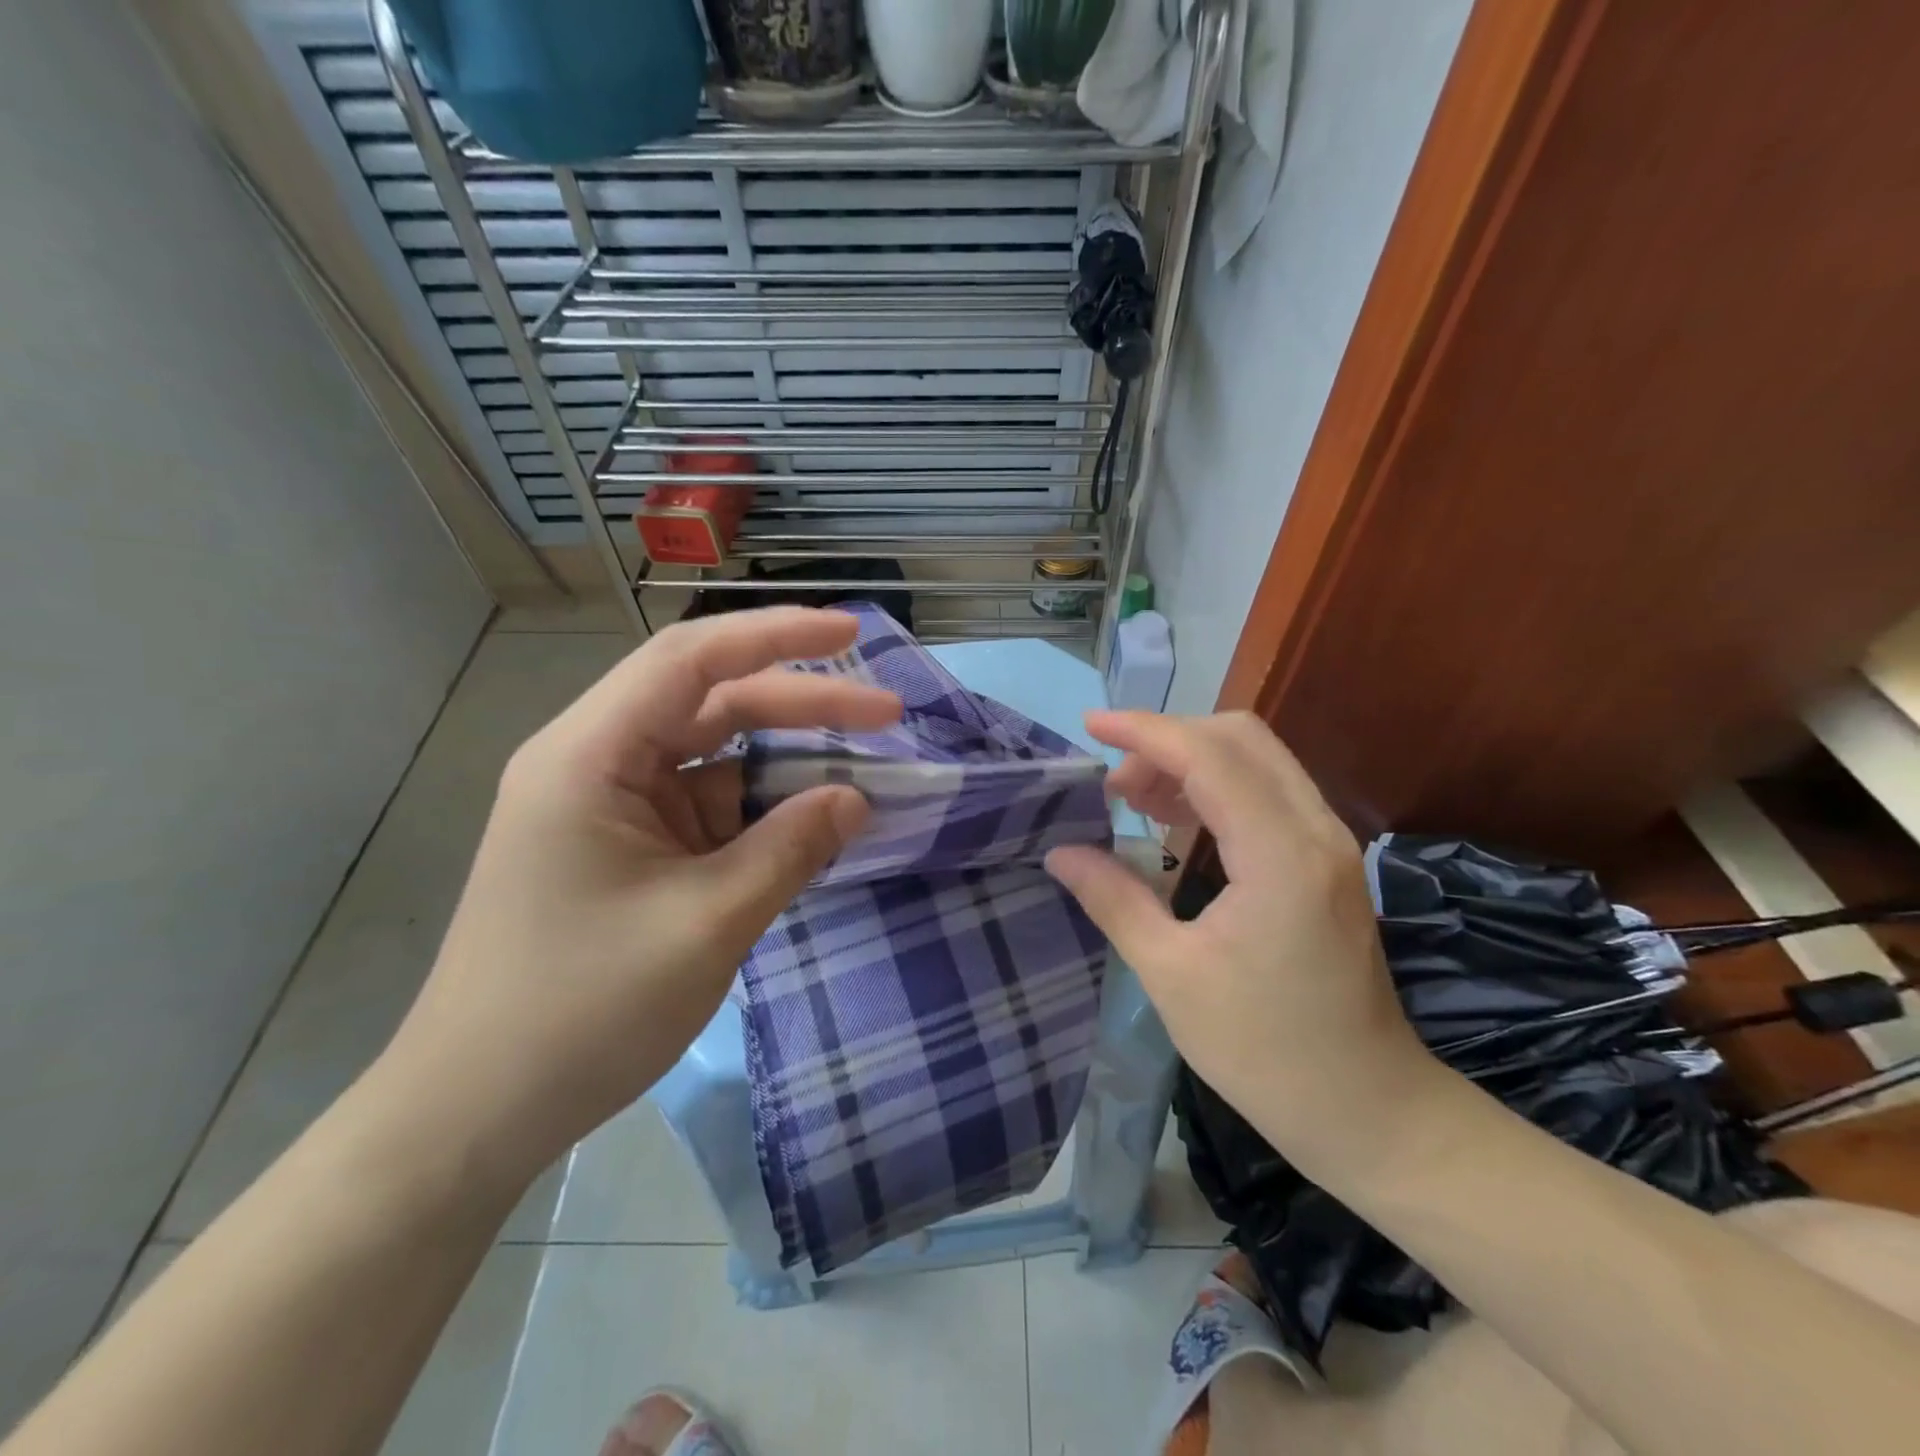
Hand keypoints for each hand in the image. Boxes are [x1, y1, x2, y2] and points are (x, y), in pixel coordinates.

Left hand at [379, 608, 901, 1177]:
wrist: (476, 1112)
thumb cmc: (580, 1010)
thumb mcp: (706, 923)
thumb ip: (790, 849)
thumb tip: (858, 799)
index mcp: (591, 755)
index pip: (693, 660)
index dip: (779, 636)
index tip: (851, 633)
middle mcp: (596, 763)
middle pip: (712, 703)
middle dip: (802, 704)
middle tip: (887, 713)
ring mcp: (612, 808)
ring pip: (714, 756)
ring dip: (786, 761)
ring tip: (862, 772)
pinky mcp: (627, 849)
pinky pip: (707, 807)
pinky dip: (761, 811)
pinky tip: (811, 825)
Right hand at [1044, 711, 1441, 1170]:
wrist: (1369, 1110)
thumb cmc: (1264, 1052)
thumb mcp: (1171, 976)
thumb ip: (1114, 899)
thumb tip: (1060, 853)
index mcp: (1280, 857)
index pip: (1209, 756)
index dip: (1144, 731)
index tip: (1089, 726)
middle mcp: (1315, 831)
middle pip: (1240, 738)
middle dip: (1168, 741)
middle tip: (1114, 784)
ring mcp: (1330, 843)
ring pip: (1257, 760)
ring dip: (1191, 762)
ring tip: (1134, 800)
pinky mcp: (1328, 861)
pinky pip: (1268, 793)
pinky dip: (1217, 788)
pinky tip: (1177, 824)